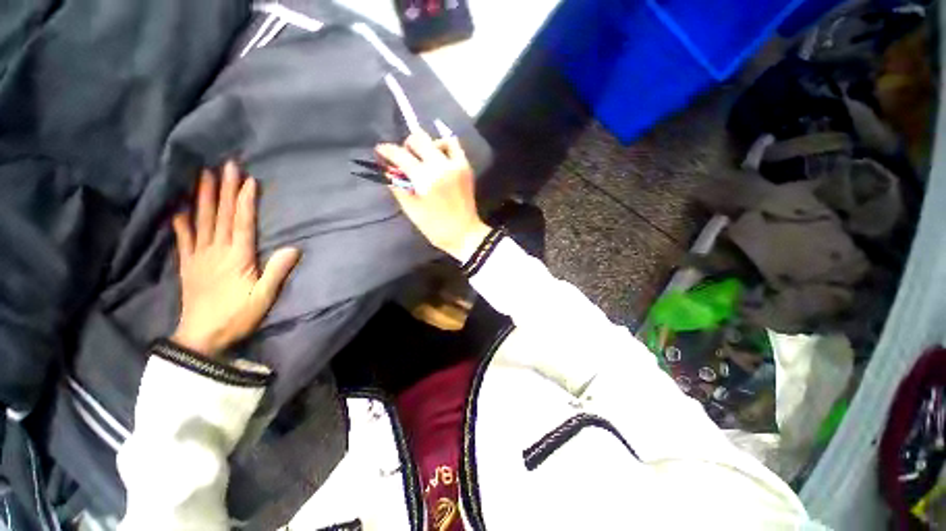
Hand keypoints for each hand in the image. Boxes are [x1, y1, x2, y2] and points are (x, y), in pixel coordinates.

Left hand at [170, 162, 300, 356]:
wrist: (202, 336)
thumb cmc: (237, 316)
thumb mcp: (264, 297)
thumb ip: (277, 272)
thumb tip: (294, 248)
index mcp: (237, 257)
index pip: (241, 223)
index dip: (245, 201)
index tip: (248, 180)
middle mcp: (216, 251)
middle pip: (220, 215)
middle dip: (224, 189)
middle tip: (225, 166)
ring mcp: (198, 257)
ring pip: (200, 221)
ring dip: (202, 197)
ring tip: (202, 175)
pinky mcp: (188, 265)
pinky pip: (182, 239)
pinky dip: (180, 222)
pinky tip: (178, 209)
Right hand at [376, 133, 490, 260]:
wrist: (465, 234)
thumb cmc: (436, 227)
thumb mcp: (412, 211)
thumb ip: (398, 188)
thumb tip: (388, 171)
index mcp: (425, 179)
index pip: (401, 155)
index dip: (387, 150)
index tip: (380, 150)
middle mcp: (441, 166)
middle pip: (418, 139)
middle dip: (406, 146)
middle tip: (404, 159)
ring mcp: (456, 164)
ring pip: (436, 139)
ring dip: (425, 145)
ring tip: (422, 160)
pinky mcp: (466, 167)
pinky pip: (454, 146)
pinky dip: (443, 146)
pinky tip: (438, 157)